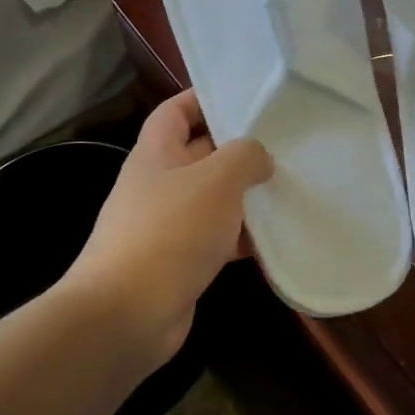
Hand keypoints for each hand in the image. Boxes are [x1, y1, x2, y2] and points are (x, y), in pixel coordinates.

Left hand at [67, 90, 271, 368]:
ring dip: (245, 198)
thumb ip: (245, 156)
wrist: (126, 315)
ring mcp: (167, 225)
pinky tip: (275, 242)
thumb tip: (260, 158)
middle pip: (201, 154)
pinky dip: (241, 239)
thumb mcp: (217, 180)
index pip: (176, 110)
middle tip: (284, 146)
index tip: (245, 99)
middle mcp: (158, 184)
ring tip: (289, 190)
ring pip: (213, 199)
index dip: (205, 98)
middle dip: (239, 151)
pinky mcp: (179, 262)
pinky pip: (216, 239)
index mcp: (156, 153)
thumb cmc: (171, 232)